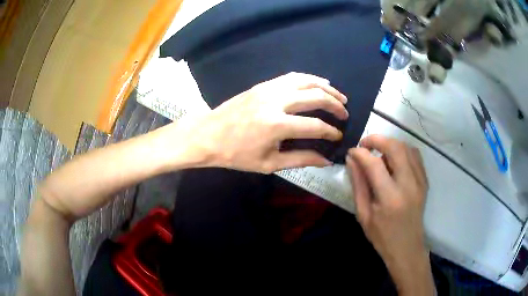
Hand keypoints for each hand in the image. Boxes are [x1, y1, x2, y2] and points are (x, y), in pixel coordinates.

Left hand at [163, 72, 348, 173]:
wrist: (208, 135)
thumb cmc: (236, 154)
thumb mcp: (269, 163)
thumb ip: (301, 159)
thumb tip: (326, 160)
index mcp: (276, 125)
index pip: (315, 126)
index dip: (330, 132)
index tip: (338, 136)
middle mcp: (275, 101)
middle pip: (315, 96)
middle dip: (335, 105)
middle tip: (345, 113)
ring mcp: (268, 89)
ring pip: (305, 81)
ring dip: (325, 87)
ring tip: (338, 95)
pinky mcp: (262, 85)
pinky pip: (291, 77)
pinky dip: (308, 79)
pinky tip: (317, 83)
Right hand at [346, 135, 433, 294]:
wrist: (407, 247)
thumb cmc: (382, 235)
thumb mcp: (363, 214)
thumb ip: (358, 184)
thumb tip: (351, 159)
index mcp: (390, 198)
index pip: (374, 164)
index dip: (360, 153)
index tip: (351, 151)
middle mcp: (408, 185)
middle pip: (395, 147)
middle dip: (377, 139)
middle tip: (365, 145)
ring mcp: (420, 181)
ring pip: (407, 147)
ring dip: (390, 144)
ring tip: (379, 154)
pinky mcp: (425, 181)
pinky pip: (415, 155)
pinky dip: (402, 150)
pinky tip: (394, 160)